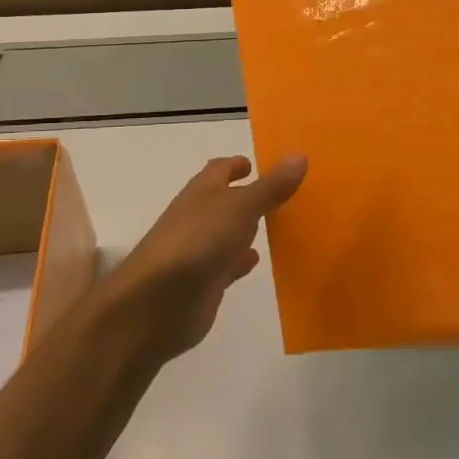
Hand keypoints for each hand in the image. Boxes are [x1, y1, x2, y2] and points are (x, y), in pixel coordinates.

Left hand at [105, 154, 307, 359]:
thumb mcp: (240, 207)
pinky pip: (227, 264)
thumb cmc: (198, 241)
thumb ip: (270, 187)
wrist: (158, 302)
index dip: (237, 165)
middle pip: (225, 201)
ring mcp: (199, 251)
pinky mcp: (204, 282)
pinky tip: (255, 260)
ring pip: (228, 233)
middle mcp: (198, 217)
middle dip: (247, 196)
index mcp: (202, 192)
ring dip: (246, 228)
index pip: (220, 169)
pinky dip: (241, 260)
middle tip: (281, 193)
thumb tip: (299, 155)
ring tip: (277, 224)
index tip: (257, 163)